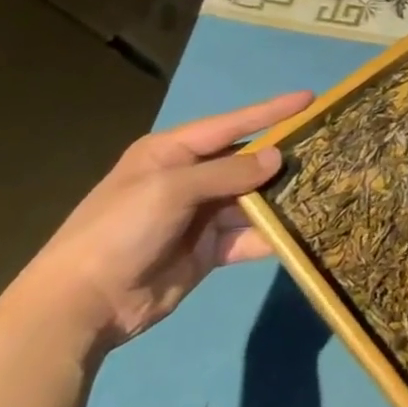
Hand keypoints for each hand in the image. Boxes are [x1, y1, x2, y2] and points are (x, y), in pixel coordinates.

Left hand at [13, 91, 313, 350]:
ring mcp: (199, 216)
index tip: (310, 98)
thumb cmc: (120, 231)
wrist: (79, 307)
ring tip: (324, 188)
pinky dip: (270, 235)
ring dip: (281, 198)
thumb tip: (277, 157)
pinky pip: (247, 235)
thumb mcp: (171, 190)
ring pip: (253, 199)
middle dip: (282, 157)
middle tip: (327, 147)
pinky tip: (298, 232)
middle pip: (247, 162)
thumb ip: (228, 172)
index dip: (271, 112)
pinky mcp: (208, 250)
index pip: (232, 124)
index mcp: (172, 153)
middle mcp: (189, 179)